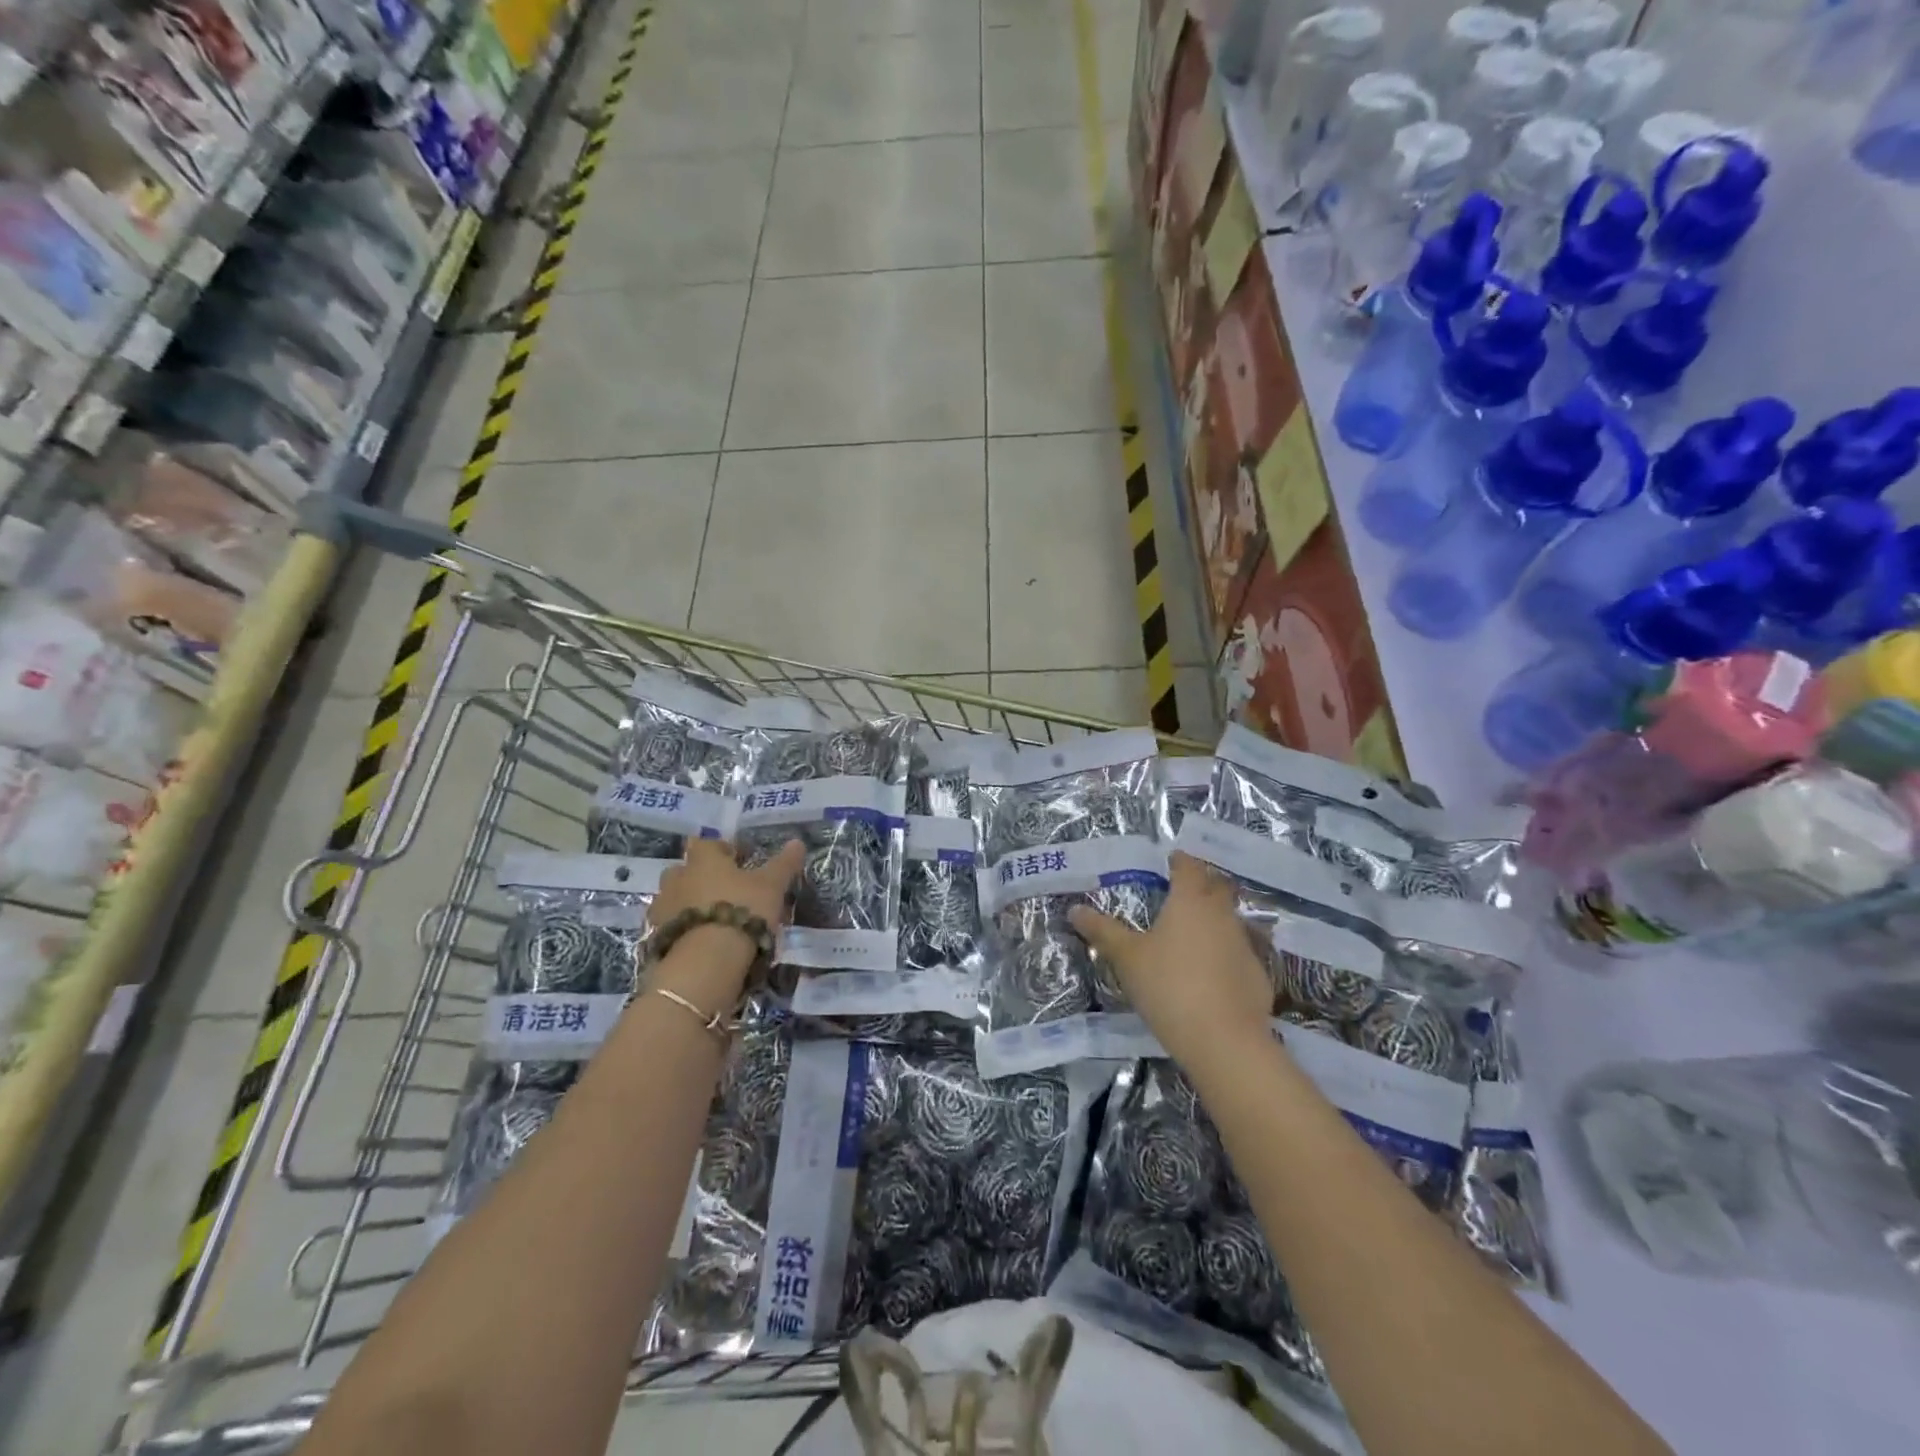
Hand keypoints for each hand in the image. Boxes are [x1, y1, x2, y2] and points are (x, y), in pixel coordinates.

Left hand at [648, 838, 803, 1011]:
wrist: (707, 960)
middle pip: (684, 870)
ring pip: (674, 899)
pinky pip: (670, 927)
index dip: (722, 849)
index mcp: (703, 860)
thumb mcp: (772, 886)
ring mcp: (663, 909)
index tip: (739, 860)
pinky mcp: (656, 938)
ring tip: (713, 919)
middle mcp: (678, 879)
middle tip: (723, 890)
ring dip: (688, 904)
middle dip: (699, 877)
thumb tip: (797, 842)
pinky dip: (683, 930)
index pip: (707, 844)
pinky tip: (701, 941)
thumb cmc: (743, 909)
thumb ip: (784, 863)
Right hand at [1069, 853, 1274, 1071]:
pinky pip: (1240, 951)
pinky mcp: (1258, 974)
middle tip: (1181, 891)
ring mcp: (1245, 943)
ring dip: (1215, 918)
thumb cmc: (1168, 986)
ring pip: (1231, 919)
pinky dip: (1227, 952)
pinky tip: (1213, 971)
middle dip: (1202, 884)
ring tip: (1194, 931)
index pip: (1189, 867)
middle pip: (1216, 887)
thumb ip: (1103, 931)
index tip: (1171, 860)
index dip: (1180, 861)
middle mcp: (1222, 914)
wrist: (1224, 1040)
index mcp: (1190, 901)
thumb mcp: (1127, 958)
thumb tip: (1075, 909)